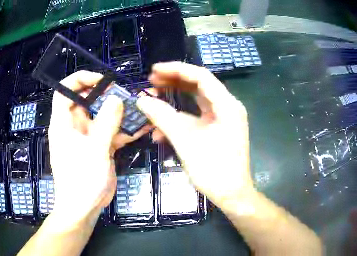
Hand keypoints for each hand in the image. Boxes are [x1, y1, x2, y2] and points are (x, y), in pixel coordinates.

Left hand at [48, 71, 148, 229]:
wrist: (84, 207)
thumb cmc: (81, 180)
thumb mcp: (94, 150)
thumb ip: (106, 123)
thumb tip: (116, 98)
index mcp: (64, 123)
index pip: (64, 92)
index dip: (80, 80)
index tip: (102, 79)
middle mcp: (75, 126)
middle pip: (88, 101)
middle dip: (107, 95)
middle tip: (128, 94)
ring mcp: (89, 137)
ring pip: (104, 116)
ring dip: (120, 113)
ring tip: (140, 108)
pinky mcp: (101, 147)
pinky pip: (113, 132)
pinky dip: (126, 130)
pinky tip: (143, 127)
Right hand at [137, 62, 253, 203]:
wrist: (231, 195)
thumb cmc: (213, 169)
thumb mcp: (186, 141)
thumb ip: (163, 117)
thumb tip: (141, 100)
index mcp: (227, 105)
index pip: (200, 76)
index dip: (176, 70)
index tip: (154, 70)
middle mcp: (228, 107)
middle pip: (199, 85)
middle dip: (174, 82)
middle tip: (151, 82)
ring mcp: (224, 118)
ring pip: (197, 100)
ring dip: (175, 100)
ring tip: (153, 99)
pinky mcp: (219, 129)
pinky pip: (198, 116)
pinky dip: (181, 118)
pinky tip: (162, 129)